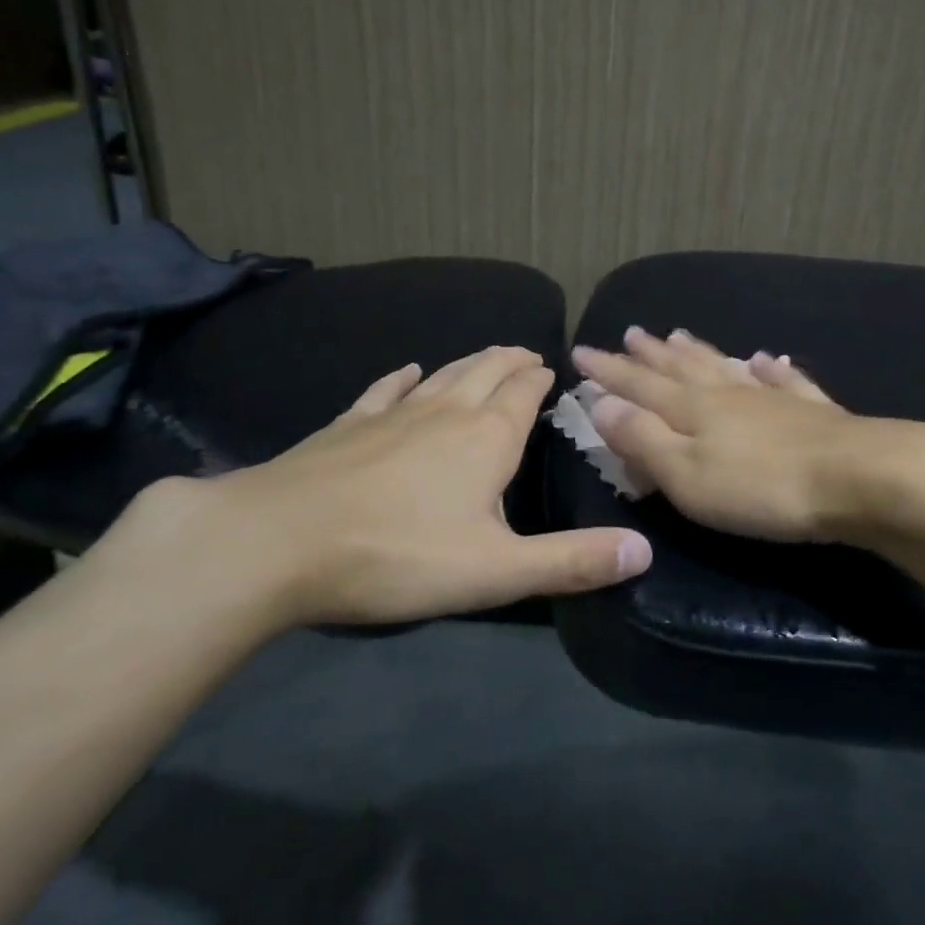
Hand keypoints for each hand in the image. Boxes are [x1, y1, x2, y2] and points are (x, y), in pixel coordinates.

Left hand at [120, 346, 651, 628]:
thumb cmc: (399, 555)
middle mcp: (444, 413)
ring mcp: (392, 415)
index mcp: (486, 439)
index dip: (540, 380)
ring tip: (486, 355)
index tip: (551, 369)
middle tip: (526, 353)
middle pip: (485, 373)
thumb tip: (644, 550)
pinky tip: (405, 370)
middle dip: (510, 361)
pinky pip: (383, 391)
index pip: (523, 395)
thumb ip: (572, 561)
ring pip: (442, 376)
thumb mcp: (496, 571)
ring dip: (469, 362)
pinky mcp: (347, 426)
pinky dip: (401, 377)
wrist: (279, 541)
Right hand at [571, 328, 878, 539]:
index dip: (608, 371)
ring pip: (725, 367)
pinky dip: (771, 368)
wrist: (856, 478)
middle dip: (650, 354)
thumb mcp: (686, 474)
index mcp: (692, 410)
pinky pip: (784, 380)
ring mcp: (771, 398)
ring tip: (679, 335)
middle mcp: (727, 395)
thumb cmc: (760, 488)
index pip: (638, 385)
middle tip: (630, 333)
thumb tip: (601, 403)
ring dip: (699, 352)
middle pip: (681, 369)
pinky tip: (768, 358)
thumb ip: (642, 438)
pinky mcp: (812, 411)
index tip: (582, 350)